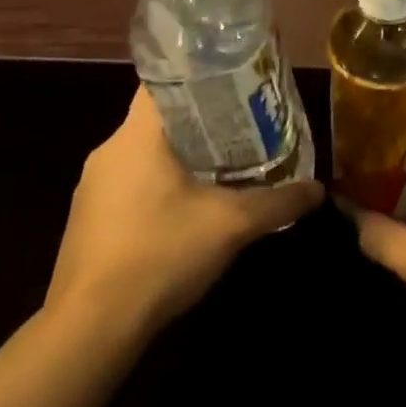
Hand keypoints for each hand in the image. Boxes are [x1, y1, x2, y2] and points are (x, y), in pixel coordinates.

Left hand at [45, 88, 323, 336]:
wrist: (90, 331)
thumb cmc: (159, 255)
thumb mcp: (231, 226)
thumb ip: (278, 203)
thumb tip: (318, 190)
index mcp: (136, 136)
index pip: (164, 81)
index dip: (202, 75)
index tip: (235, 82)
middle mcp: (108, 151)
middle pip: (160, 118)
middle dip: (202, 119)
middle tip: (244, 124)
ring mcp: (92, 188)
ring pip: (145, 154)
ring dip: (181, 155)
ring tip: (225, 163)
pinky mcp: (87, 221)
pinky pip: (130, 184)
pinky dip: (160, 185)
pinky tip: (188, 208)